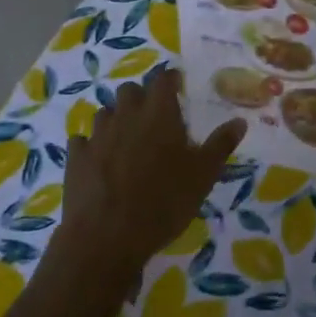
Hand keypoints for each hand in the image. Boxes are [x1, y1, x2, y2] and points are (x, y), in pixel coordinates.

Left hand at [57, 69, 244, 290]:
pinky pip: (81, 141)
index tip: (177, 86)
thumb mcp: (203, 176)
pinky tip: (97, 160)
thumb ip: (220, 145)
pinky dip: (90, 146)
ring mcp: (97, 135)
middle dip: (140, 97)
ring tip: (126, 140)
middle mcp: (126, 115)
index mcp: (159, 113)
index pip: (164, 79)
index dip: (171, 79)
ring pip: (104, 113)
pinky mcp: (75, 158)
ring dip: (115, 120)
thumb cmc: (163, 202)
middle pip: (129, 90)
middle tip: (153, 117)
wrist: (106, 237)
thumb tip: (240, 121)